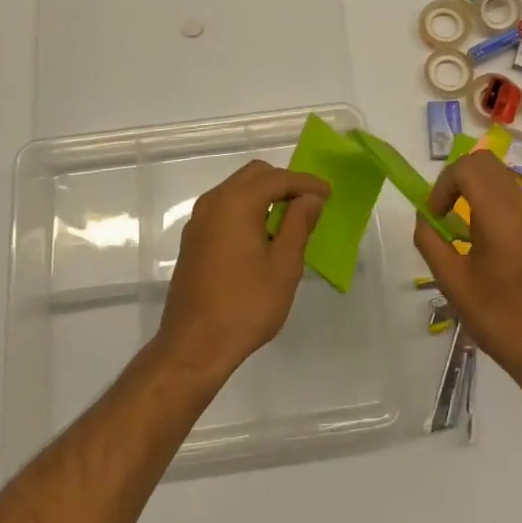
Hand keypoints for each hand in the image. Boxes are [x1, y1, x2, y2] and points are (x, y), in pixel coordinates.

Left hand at [158, 161, 329, 383]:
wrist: (193, 347)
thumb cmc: (245, 307)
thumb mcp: (283, 266)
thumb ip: (298, 224)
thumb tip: (310, 197)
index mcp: (236, 203)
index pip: (277, 178)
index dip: (306, 183)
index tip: (328, 194)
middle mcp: (213, 202)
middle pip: (254, 175)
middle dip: (284, 183)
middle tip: (310, 203)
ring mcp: (198, 220)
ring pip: (237, 189)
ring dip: (264, 195)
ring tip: (290, 218)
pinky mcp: (193, 239)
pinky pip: (224, 207)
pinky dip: (247, 208)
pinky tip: (262, 234)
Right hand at [413, 151, 521, 395]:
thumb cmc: (500, 321)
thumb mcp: (453, 284)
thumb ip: (430, 242)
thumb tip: (425, 218)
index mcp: (502, 217)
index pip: (470, 166)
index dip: (445, 182)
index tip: (437, 214)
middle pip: (490, 166)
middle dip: (462, 182)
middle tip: (449, 214)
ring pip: (509, 185)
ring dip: (483, 197)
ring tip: (474, 238)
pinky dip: (505, 214)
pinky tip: (502, 254)